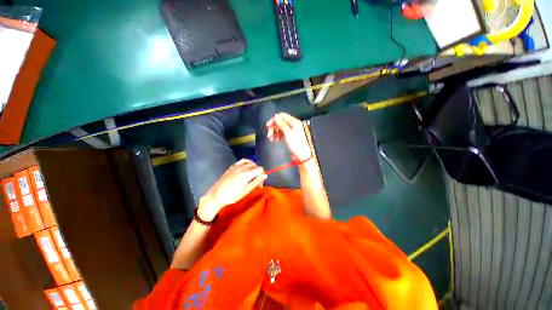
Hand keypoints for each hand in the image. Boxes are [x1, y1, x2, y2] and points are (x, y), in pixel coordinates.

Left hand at [198, 159, 266, 220]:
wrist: (216, 195)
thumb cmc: (232, 195)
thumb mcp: (246, 190)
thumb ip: (256, 181)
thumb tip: (265, 175)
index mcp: (247, 174)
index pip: (260, 169)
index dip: (262, 175)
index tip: (260, 184)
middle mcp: (242, 167)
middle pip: (255, 166)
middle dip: (258, 173)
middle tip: (256, 182)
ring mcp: (236, 166)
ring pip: (249, 162)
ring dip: (253, 167)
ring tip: (252, 174)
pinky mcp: (232, 167)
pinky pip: (242, 161)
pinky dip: (246, 163)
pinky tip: (246, 168)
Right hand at [266, 113, 311, 160]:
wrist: (302, 155)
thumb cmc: (297, 145)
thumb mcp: (288, 133)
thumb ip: (281, 124)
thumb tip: (276, 116)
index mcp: (294, 122)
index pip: (282, 116)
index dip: (274, 120)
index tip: (268, 126)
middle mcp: (294, 124)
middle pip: (281, 122)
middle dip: (274, 128)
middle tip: (269, 135)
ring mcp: (293, 130)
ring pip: (281, 128)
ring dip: (275, 132)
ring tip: (272, 139)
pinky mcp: (291, 135)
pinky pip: (283, 133)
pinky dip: (279, 135)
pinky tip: (276, 140)